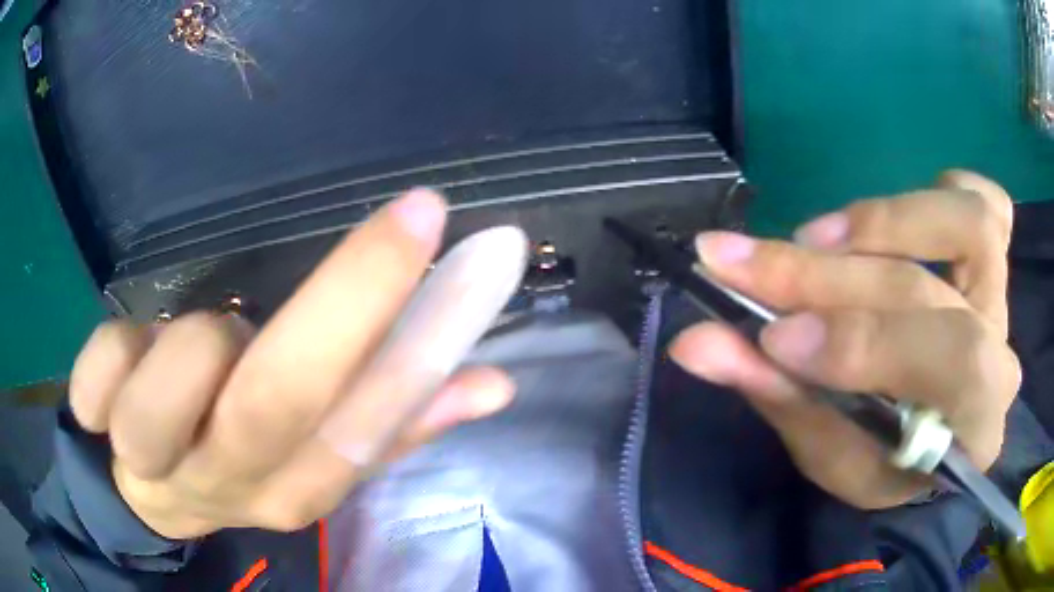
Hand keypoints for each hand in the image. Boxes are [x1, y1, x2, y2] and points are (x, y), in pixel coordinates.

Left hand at [69, 190, 514, 538]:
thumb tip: (494, 384)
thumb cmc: (243, 462)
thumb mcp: (320, 454)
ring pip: (175, 377)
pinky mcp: (100, 432)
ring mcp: (153, 465)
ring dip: (200, 339)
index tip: (450, 238)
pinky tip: (130, 358)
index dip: (412, 338)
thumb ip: (398, 418)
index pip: (361, 425)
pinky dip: (112, 349)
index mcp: (297, 488)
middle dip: (350, 294)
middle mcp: (230, 483)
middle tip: (413, 214)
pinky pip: (94, 377)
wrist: (157, 496)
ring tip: (208, 341)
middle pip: (276, 399)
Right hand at [670, 171, 1020, 508]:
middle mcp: (1000, 354)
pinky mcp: (994, 266)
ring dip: (884, 221)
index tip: (771, 334)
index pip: (945, 363)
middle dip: (828, 278)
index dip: (863, 339)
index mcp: (974, 427)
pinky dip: (942, 190)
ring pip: (969, 224)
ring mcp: (1000, 300)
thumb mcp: (828, 453)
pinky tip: (894, 218)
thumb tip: (697, 341)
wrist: (927, 448)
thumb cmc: (882, 466)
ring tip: (814, 238)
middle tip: (740, 263)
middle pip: (925, 291)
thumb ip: (777, 394)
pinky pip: (988, 205)